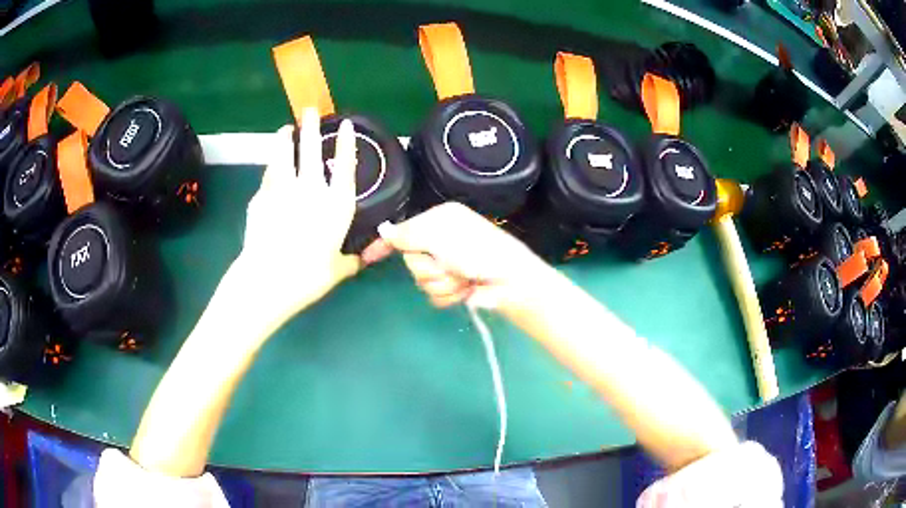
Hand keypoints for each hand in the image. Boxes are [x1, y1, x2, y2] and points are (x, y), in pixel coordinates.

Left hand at [228, 108, 359, 331]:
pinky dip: (270, 167)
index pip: (345, 165)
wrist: (268, 278)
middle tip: (309, 111)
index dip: (346, 142)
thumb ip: (352, 260)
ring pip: (283, 155)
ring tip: (285, 130)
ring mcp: (282, 189)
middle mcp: (311, 189)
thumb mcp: (338, 270)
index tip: (346, 124)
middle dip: (311, 127)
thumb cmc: (309, 276)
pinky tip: (270, 165)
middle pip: (310, 149)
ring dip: (284, 139)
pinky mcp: (261, 196)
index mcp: (336, 204)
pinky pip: (268, 176)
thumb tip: (364, 259)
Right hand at [362, 202, 552, 309]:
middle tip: (449, 264)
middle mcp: (441, 241)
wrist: (510, 280)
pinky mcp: (454, 287)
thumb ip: (408, 233)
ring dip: (442, 282)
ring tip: (463, 278)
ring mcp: (448, 265)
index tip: (366, 258)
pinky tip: (466, 290)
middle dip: (428, 266)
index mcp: (438, 220)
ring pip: (422, 280)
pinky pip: (435, 295)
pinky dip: (450, 295)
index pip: (403, 231)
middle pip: (411, 259)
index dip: (384, 245)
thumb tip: (383, 229)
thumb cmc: (477, 250)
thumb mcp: (440, 235)